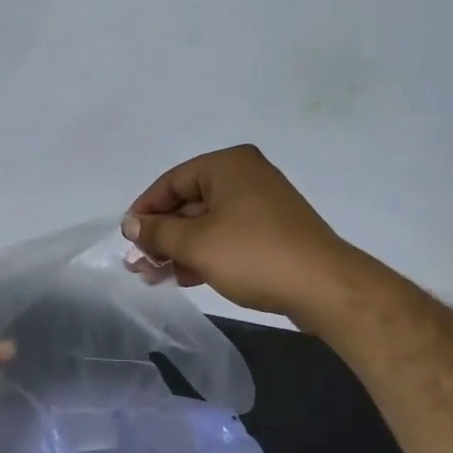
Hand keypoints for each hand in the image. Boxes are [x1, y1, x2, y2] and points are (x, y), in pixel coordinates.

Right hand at [123, 144, 356, 324]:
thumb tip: (130, 224)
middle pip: (188, 203)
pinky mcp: (272, 231)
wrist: (324, 287)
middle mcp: (245, 176)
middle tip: (138, 264)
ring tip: (156, 277)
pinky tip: (185, 277)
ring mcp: (261, 204)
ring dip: (179, 249)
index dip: (145, 210)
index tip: (127, 239)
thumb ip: (158, 232)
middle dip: (162, 235)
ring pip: (207, 223)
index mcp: (227, 165)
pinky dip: (204, 254)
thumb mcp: (196, 244)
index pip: (171, 182)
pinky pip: (227, 236)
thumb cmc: (253, 255)